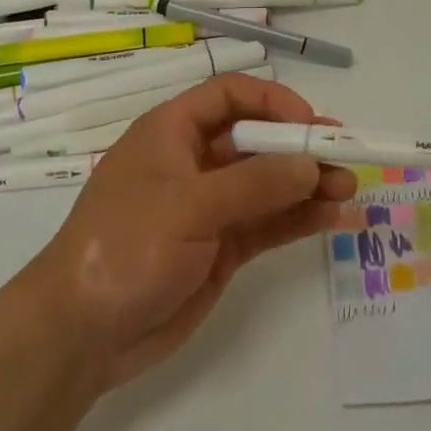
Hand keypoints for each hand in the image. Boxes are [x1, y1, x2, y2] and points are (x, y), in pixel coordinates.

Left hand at [20, 73, 356, 390]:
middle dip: (300, 147)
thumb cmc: (125, 246)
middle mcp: (193, 162)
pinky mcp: (219, 248)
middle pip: (256, 140)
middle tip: (346, 158)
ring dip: (306, 184)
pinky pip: (265, 224)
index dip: (272, 102)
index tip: (311, 124)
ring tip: (349, 190)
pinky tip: (330, 218)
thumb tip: (311, 163)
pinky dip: (296, 219)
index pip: (229, 97)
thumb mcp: (189, 206)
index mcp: (172, 132)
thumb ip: (254, 184)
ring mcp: (208, 207)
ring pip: (266, 184)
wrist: (81, 333)